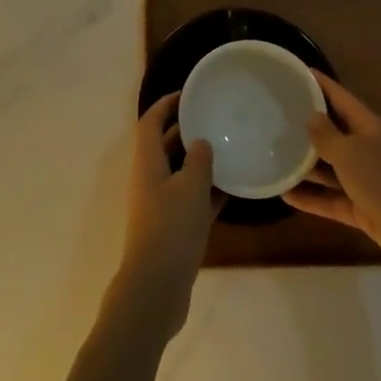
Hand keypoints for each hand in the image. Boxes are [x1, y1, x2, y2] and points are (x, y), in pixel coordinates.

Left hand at [113, 91, 222, 337]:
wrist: (156, 288)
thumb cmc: (170, 228)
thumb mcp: (189, 187)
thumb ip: (198, 159)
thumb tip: (200, 142)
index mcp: (146, 162)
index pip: (151, 122)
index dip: (166, 104)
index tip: (188, 93)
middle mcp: (150, 179)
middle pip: (164, 145)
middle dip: (185, 129)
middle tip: (214, 117)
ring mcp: (160, 205)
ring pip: (180, 172)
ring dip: (199, 160)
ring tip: (229, 147)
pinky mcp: (173, 228)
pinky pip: (191, 199)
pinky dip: (208, 190)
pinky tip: (234, 187)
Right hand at [283, 71, 380, 289]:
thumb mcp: (351, 154)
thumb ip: (327, 136)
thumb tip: (311, 116)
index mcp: (369, 128)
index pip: (341, 98)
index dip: (320, 84)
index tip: (297, 71)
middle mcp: (368, 149)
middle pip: (335, 131)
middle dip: (308, 124)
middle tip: (276, 115)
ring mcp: (367, 181)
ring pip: (331, 167)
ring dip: (306, 164)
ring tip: (274, 154)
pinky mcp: (363, 209)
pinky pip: (332, 198)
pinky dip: (312, 197)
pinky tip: (286, 194)